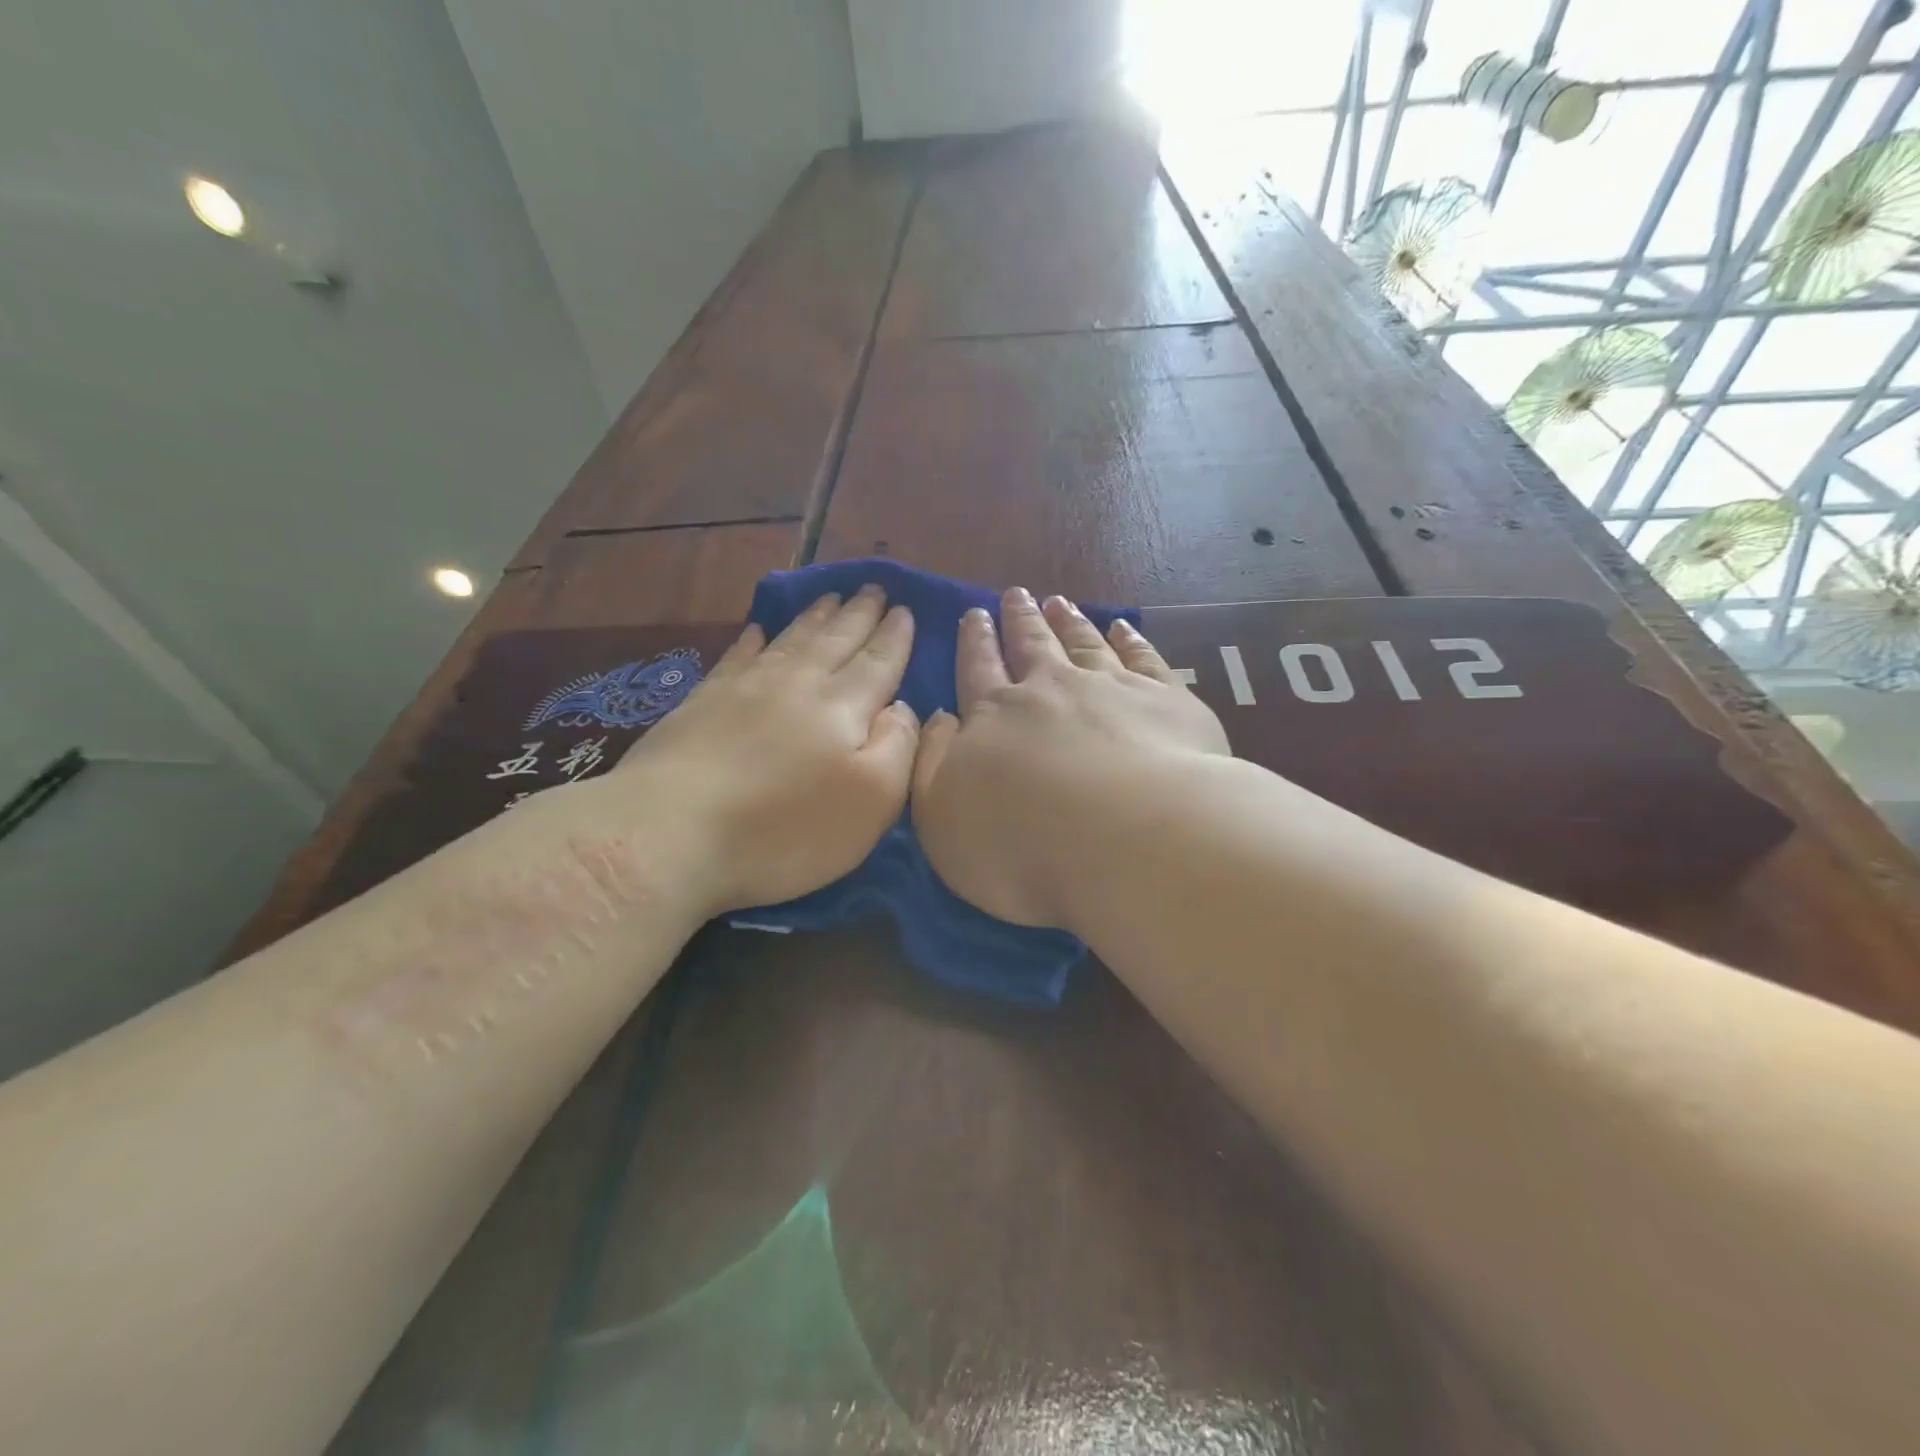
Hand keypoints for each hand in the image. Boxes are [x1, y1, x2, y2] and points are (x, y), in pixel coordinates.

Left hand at [600, 586, 918, 919]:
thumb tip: (903, 706)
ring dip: (816, 617)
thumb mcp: (872, 801)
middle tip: (874, 588)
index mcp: (843, 708)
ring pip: (790, 640)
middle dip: (859, 614)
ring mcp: (745, 689)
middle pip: (835, 640)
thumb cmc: (785, 829)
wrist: (670, 833)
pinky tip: (758, 631)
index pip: (878, 662)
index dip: (894, 636)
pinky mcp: (703, 703)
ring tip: (832, 597)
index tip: (906, 609)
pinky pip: (737, 657)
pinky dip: (753, 640)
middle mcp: (797, 684)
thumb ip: (898, 747)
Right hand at [911, 588, 1229, 931]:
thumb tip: (939, 718)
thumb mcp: (941, 817)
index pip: (979, 669)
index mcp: (995, 716)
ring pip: (1084, 643)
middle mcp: (1051, 690)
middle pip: (1032, 645)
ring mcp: (1112, 689)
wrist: (1128, 840)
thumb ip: (932, 763)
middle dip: (1020, 620)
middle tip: (1015, 594)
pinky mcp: (1166, 701)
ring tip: (1059, 602)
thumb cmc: (1021, 844)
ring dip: (1069, 621)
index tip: (975, 614)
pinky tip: (1124, 628)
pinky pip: (1143, 658)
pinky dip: (1130, 639)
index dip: (976, 641)